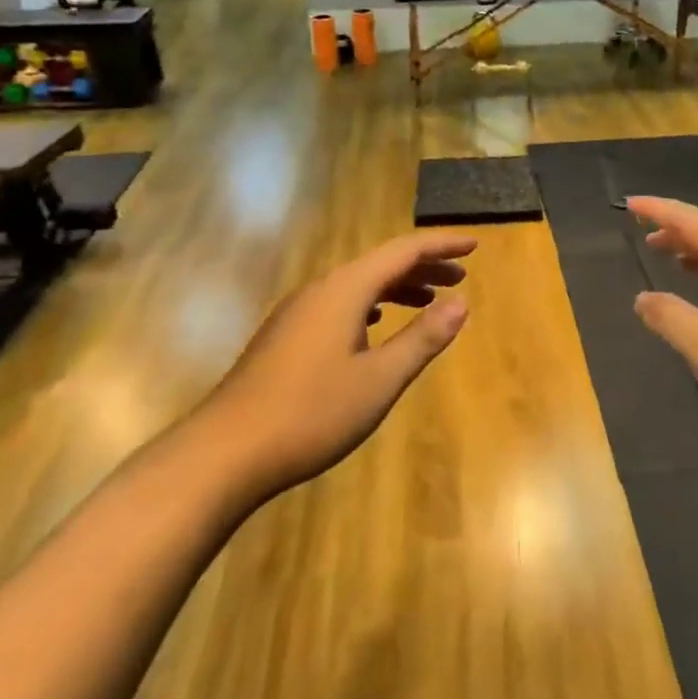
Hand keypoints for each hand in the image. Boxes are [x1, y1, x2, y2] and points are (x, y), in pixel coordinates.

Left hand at [209, 232, 474, 496]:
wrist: (224, 453)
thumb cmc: (310, 413)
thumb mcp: (379, 379)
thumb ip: (422, 338)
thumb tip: (461, 302)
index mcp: (345, 289)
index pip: (403, 251)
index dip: (440, 245)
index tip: (474, 246)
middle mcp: (321, 289)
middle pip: (380, 265)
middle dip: (423, 268)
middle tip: (459, 278)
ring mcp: (298, 312)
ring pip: (358, 285)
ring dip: (397, 288)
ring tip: (427, 302)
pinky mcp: (285, 336)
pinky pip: (340, 304)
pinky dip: (371, 306)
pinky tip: (375, 327)